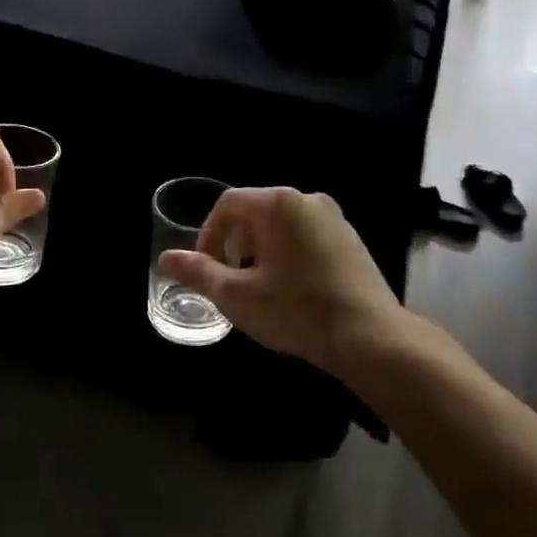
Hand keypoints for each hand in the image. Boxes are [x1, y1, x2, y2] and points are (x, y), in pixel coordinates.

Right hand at [157, 188, 403, 375]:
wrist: (371, 337)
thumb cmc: (297, 311)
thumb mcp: (238, 296)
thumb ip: (199, 273)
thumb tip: (165, 258)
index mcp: (278, 203)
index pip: (228, 204)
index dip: (209, 234)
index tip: (206, 268)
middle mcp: (307, 199)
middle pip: (255, 212)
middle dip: (235, 244)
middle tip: (230, 281)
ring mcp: (333, 218)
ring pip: (281, 226)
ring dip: (261, 251)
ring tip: (259, 289)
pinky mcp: (350, 240)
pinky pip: (306, 236)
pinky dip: (288, 255)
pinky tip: (292, 291)